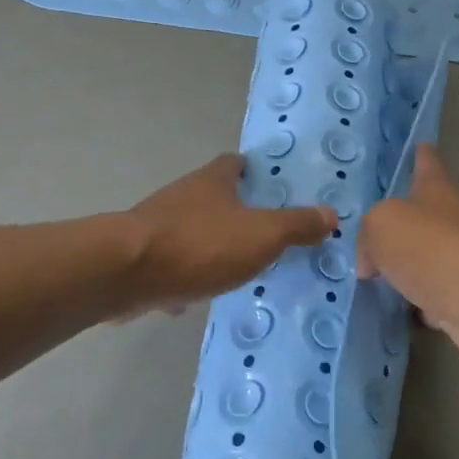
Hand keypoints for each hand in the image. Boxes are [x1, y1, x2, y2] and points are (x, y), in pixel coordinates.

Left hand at [126, 154, 334, 311]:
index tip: (270, 184)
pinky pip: (171, 262)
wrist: (127, 274)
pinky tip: (198, 295)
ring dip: (211, 242)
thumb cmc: (201, 244)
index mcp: (212, 182)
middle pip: (212, 195)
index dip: (253, 170)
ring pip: (191, 228)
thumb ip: (296, 225)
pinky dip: (186, 274)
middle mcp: (182, 195)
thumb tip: (331, 214)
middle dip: (234, 210)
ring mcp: (157, 226)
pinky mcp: (140, 257)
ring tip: (237, 264)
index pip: (234, 163)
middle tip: (263, 229)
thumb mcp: (262, 235)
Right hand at [357, 146, 458, 364]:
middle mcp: (454, 221)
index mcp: (436, 192)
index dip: (422, 155)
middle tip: (375, 233)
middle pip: (425, 215)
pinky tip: (404, 309)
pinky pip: (435, 295)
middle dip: (403, 223)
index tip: (421, 145)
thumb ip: (368, 236)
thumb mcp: (382, 227)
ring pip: (428, 257)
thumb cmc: (433, 249)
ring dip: (409, 265)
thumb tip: (371, 263)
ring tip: (379, 275)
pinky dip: (422, 300)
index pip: (428, 165)